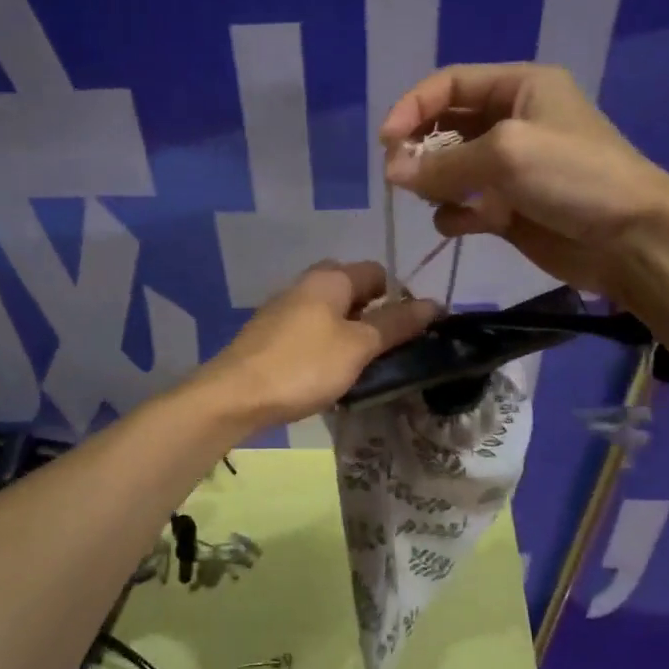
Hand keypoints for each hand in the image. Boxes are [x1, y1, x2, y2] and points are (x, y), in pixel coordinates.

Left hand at [190, 261, 437, 430]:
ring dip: (350, 336)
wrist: (235, 396)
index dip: (399, 298)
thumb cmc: (304, 365)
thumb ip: (396, 324)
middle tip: (387, 352)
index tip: (411, 332)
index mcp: (330, 277)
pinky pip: (311, 333)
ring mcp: (284, 309)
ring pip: (331, 315)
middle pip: (353, 292)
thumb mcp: (358, 346)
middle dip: (374, 318)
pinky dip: (326, 347)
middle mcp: (305, 284)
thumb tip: (433, 303)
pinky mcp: (270, 335)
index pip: (377, 273)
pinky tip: (329, 375)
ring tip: (363, 368)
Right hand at [380, 63, 668, 297]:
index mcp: (520, 87)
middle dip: (420, 150)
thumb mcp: (506, 153)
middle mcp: (512, 122)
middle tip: (398, 178)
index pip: (449, 84)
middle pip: (445, 126)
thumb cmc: (574, 177)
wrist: (630, 239)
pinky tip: (462, 225)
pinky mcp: (508, 209)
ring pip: (449, 170)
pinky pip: (464, 206)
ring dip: (434, 185)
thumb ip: (444, 163)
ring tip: (435, 200)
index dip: (412, 107)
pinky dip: (455, 215)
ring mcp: (509, 169)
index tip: (386, 141)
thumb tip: (391, 174)